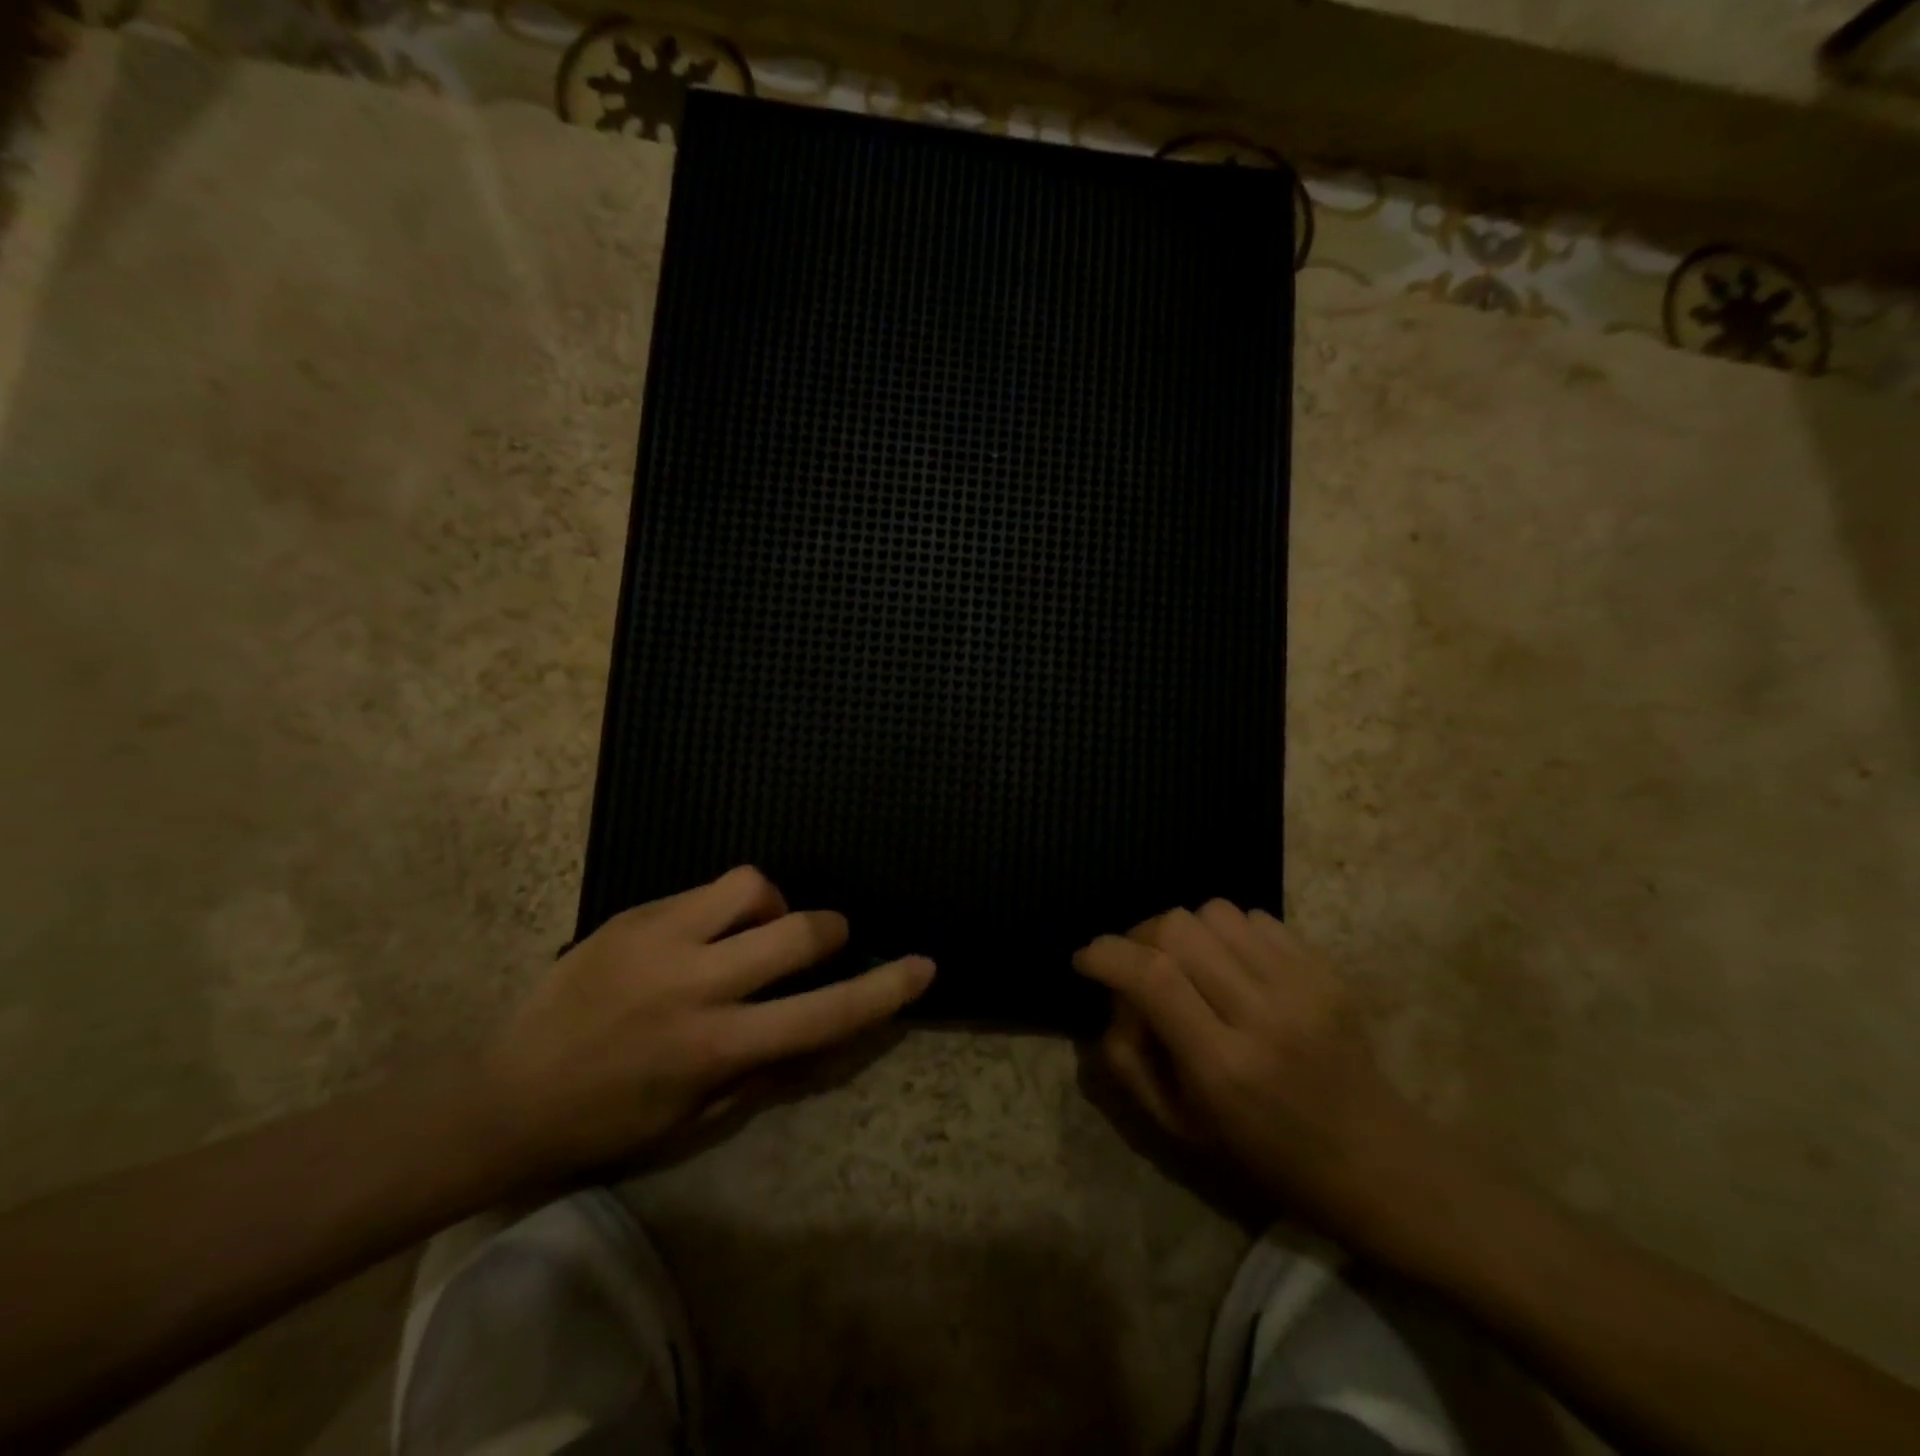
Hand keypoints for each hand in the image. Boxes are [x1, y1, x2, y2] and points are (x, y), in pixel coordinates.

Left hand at [481, 867, 932, 1175]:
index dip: (883, 989)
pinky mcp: (633, 916)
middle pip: (798, 930)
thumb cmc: (611, 1121)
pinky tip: (703, 932)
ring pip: (752, 885)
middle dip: (828, 931)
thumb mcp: (700, 1114)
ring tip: (752, 931)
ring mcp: (661, 940)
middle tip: (820, 943)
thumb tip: (823, 1025)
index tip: (922, 966)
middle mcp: (697, 985)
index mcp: (717, 1048)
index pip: (824, 1013)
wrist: (506, 1094)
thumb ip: (768, 1066)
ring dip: (773, 905)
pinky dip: (726, 906)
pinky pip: (705, 890)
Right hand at [1073, 901, 1417, 1221]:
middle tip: (1137, 962)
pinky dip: (1227, 933)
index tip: (1086, 958)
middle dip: (1141, 935)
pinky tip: (1232, 966)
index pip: (1152, 977)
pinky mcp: (1327, 969)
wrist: (1376, 1159)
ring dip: (1185, 931)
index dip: (1107, 954)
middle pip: (1179, 929)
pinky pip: (1255, 918)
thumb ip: (1128, 1060)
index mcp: (1223, 1066)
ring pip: (1215, 912)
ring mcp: (1303, 985)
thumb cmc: (1266, 1154)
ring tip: (1188, 964)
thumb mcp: (1179, 1127)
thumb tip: (1112, 996)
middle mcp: (1264, 1014)